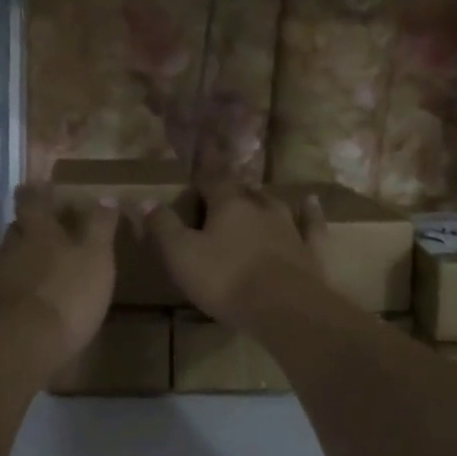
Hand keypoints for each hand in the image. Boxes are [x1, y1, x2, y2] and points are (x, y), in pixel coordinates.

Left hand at [0, 186, 116, 366]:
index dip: (37, 192)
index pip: (33, 201)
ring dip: (20, 259)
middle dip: (29, 226)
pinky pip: (1, 290)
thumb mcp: (96, 258)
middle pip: (17, 229)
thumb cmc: (65, 295)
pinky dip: (13, 290)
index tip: (39, 185)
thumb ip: (100, 227)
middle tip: (43, 227)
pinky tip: (25, 302)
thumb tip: (105, 196)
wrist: (17, 348)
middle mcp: (11, 249)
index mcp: (39, 231)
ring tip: (37, 268)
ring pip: (7, 259)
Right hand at [146, 181, 326, 324]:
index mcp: (228, 205)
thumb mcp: (182, 255)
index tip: (203, 147)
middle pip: (243, 191)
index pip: (212, 179)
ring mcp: (289, 227)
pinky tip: (311, 202)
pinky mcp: (310, 250)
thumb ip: (163, 227)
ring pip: (274, 203)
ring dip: (263, 198)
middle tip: (222, 186)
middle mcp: (260, 208)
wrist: (284, 308)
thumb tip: (144, 200)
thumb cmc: (226, 279)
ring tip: (256, 193)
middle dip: (232, 187)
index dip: (205, 166)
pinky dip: (310, 212)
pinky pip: (311, 224)